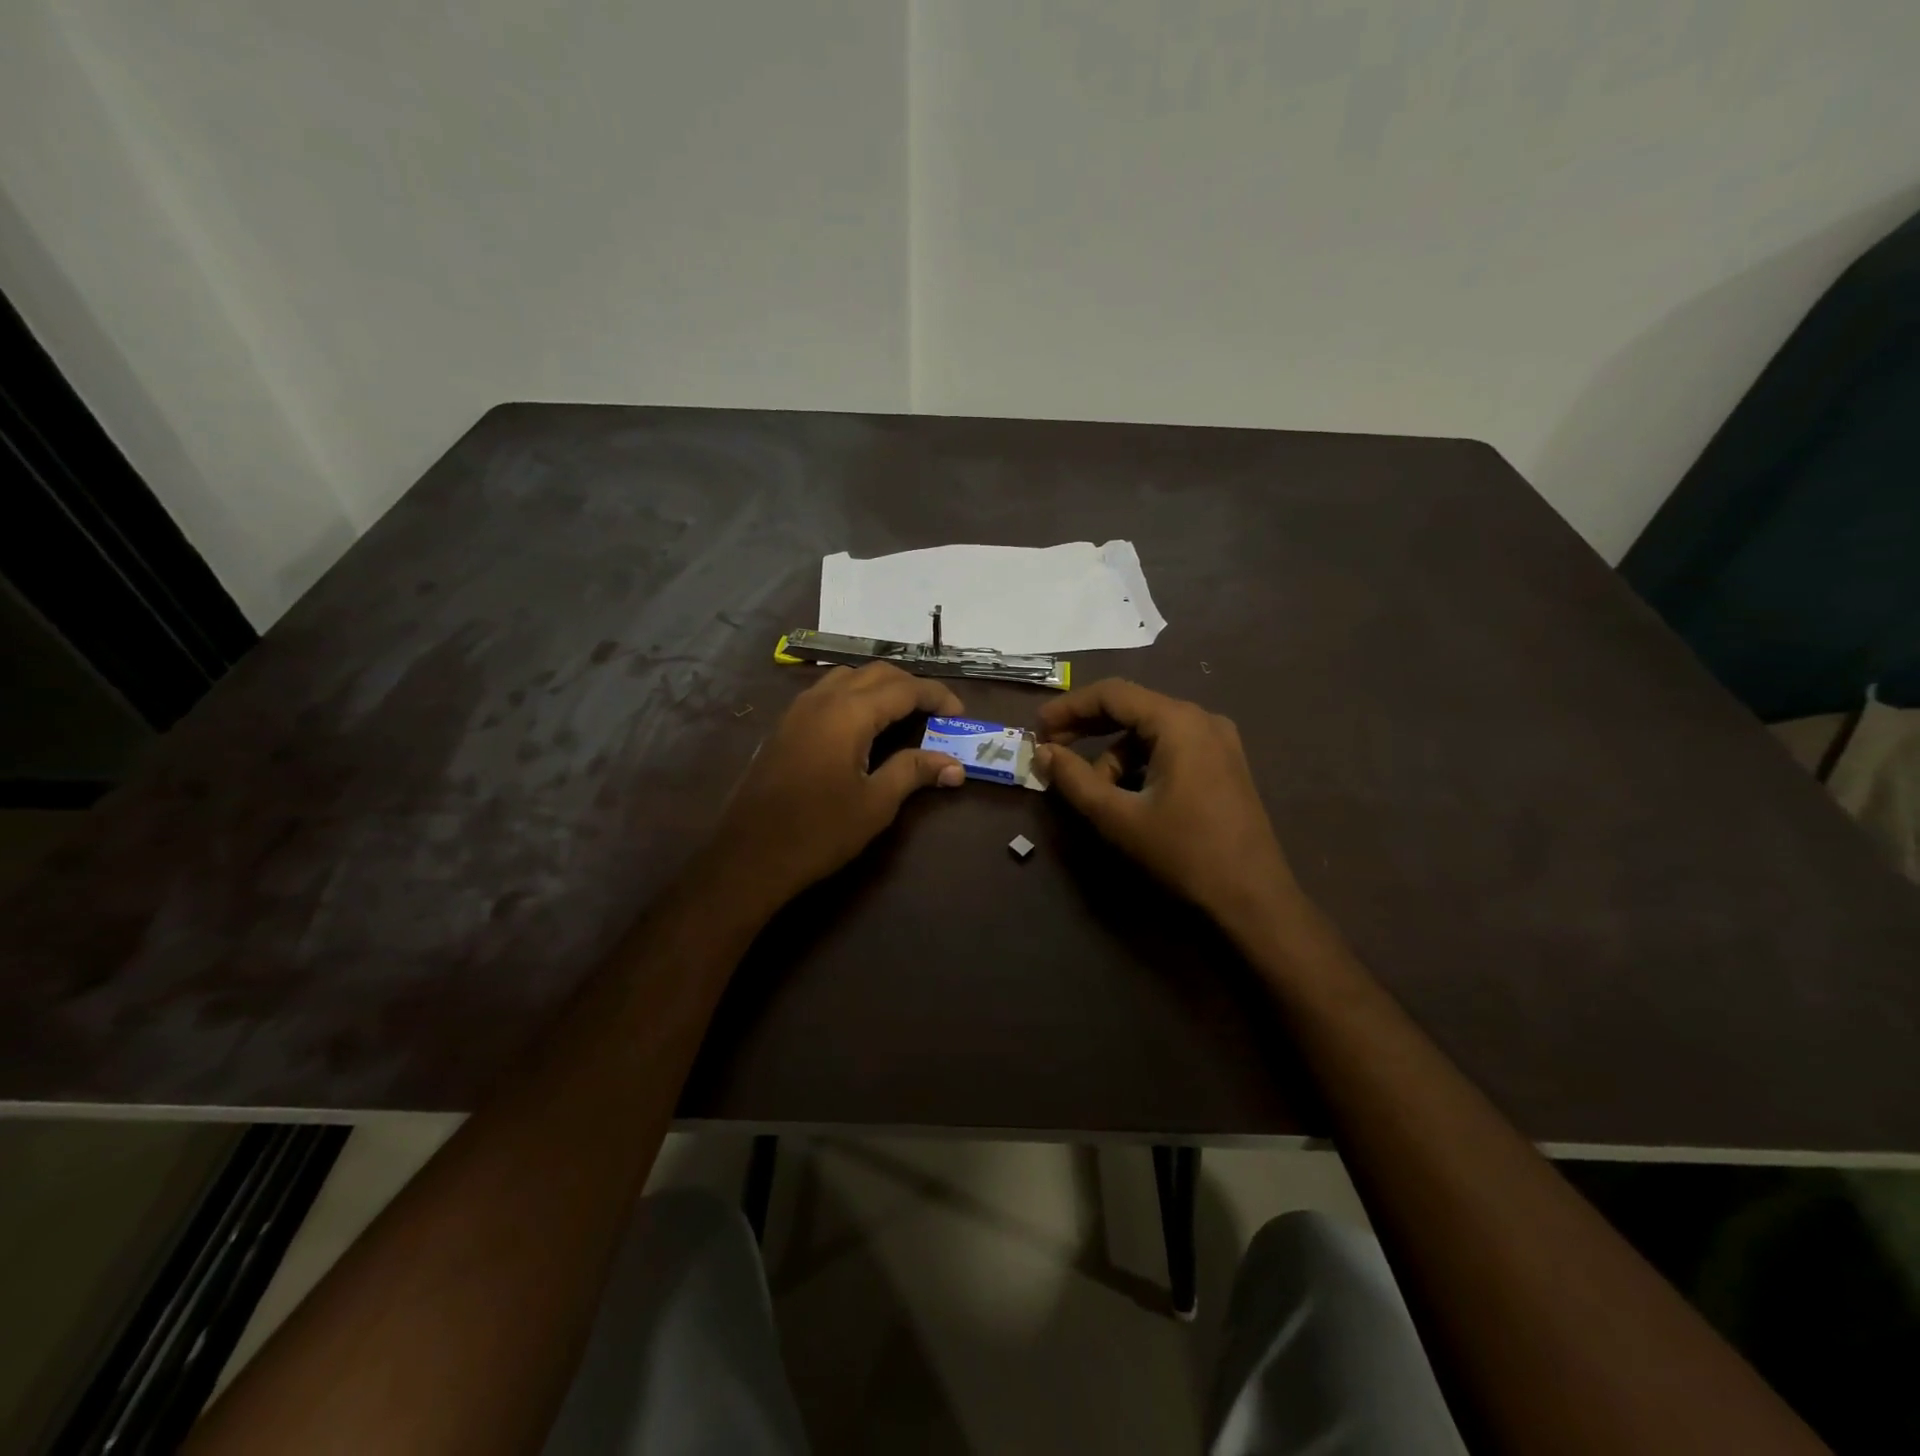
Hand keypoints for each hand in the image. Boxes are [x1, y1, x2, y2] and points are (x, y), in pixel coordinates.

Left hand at [710, 663, 965, 906]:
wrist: (750, 855)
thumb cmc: (819, 831)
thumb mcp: (875, 803)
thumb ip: (913, 772)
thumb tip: (955, 766)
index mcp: (849, 713)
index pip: (904, 688)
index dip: (936, 696)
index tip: (959, 713)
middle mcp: (823, 699)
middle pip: (875, 673)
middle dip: (910, 685)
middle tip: (935, 712)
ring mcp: (798, 710)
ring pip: (847, 677)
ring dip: (879, 686)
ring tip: (901, 714)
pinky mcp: (785, 726)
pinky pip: (826, 692)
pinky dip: (853, 695)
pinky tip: (861, 725)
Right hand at [1035, 679, 1302, 935]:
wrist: (1253, 899)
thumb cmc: (1183, 853)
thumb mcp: (1118, 817)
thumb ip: (1074, 779)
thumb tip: (1043, 753)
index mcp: (1178, 722)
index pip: (1112, 694)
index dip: (1068, 707)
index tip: (1037, 729)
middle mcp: (1201, 720)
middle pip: (1131, 708)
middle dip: (1087, 728)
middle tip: (1051, 751)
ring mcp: (1218, 741)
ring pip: (1149, 733)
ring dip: (1113, 756)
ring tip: (1094, 794)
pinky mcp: (1223, 765)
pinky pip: (1170, 749)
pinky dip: (1140, 765)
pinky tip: (1127, 796)